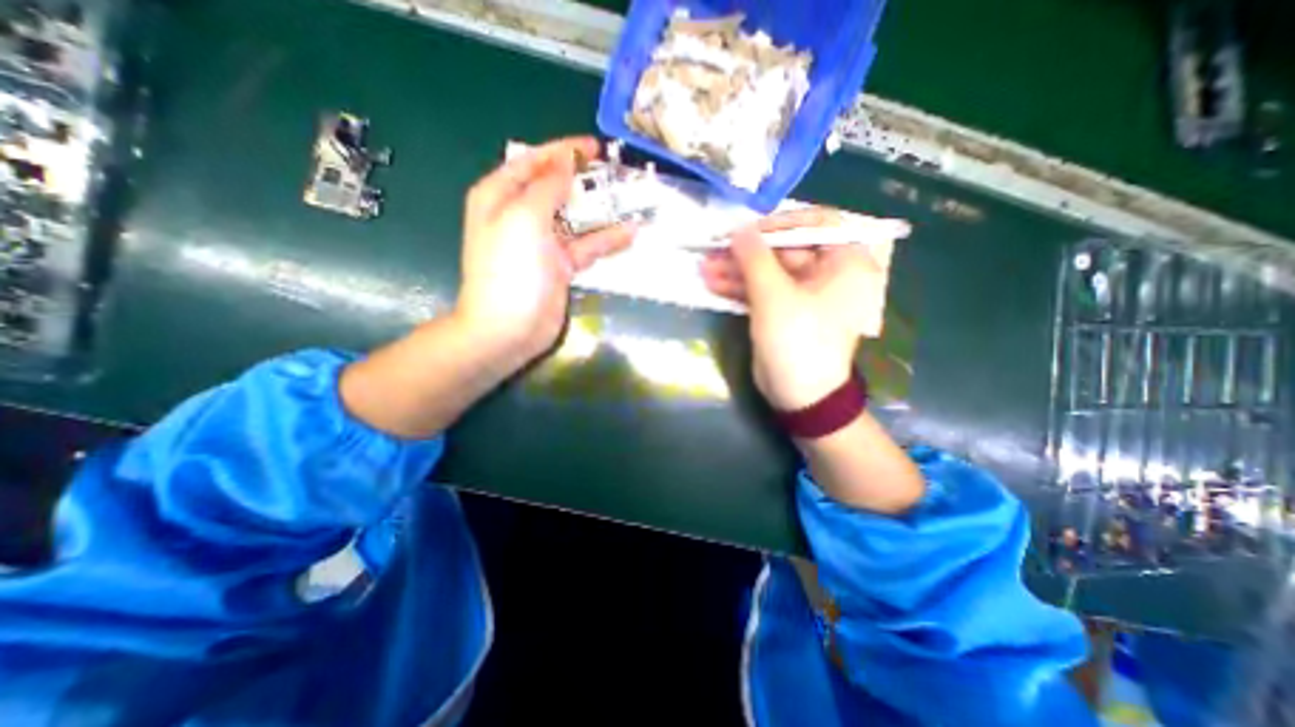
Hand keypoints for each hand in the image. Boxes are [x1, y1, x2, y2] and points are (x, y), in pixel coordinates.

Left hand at [457, 136, 635, 368]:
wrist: (508, 329)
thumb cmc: (511, 269)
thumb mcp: (524, 218)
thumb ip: (547, 186)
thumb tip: (565, 160)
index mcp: (500, 196)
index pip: (533, 162)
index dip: (562, 151)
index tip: (594, 147)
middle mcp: (519, 216)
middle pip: (555, 189)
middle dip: (584, 180)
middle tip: (616, 173)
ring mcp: (542, 243)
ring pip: (574, 218)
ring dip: (600, 210)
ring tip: (630, 199)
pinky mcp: (559, 267)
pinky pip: (585, 247)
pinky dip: (605, 240)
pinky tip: (630, 233)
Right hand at [699, 206, 901, 410]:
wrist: (800, 396)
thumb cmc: (798, 341)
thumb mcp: (774, 296)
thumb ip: (754, 258)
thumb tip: (739, 229)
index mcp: (845, 263)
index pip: (819, 223)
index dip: (782, 222)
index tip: (751, 230)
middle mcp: (828, 274)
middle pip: (785, 250)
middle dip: (747, 252)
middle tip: (714, 249)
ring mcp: (803, 294)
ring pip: (769, 271)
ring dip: (736, 270)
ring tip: (704, 269)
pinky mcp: (784, 310)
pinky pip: (763, 290)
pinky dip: (740, 288)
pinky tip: (712, 284)